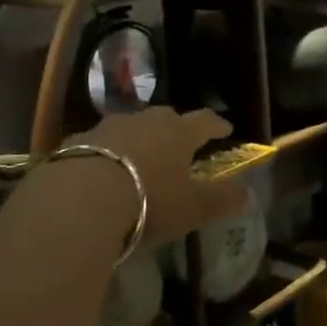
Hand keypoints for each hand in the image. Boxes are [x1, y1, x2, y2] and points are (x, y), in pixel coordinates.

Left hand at [67, 106, 246, 250]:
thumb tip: (251, 195)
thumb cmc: (148, 201)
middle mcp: (145, 121)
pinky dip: (106, 153)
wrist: (79, 200)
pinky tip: (102, 172)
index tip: (226, 128)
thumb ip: (222, 200)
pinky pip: (98, 143)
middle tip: (179, 142)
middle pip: (166, 118)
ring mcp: (108, 127)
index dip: (217, 125)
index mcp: (178, 132)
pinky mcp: (75, 141)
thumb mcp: (191, 208)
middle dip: (175, 128)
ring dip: (138, 139)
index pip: (205, 121)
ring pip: (130, 127)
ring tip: (139, 157)